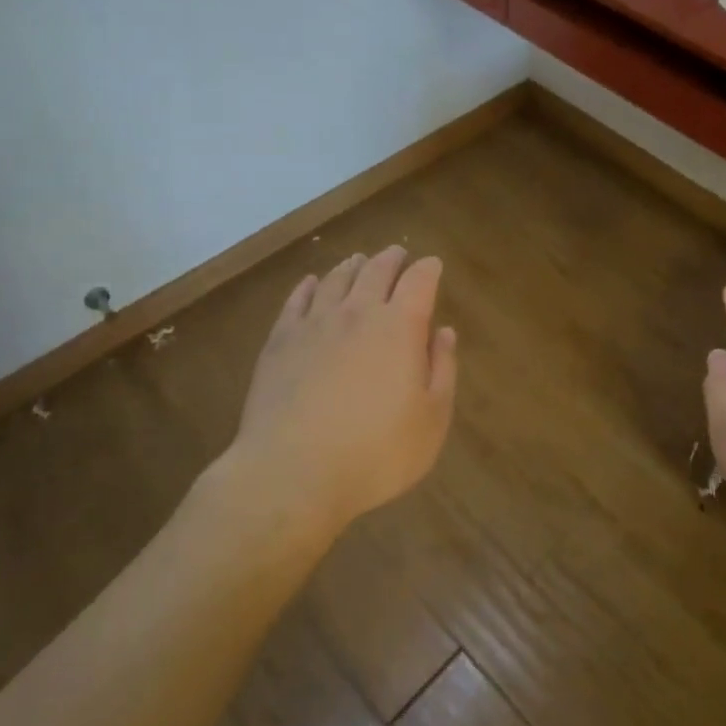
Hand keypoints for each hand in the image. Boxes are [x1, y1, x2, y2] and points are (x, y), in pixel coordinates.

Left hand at [226, 246, 457, 536]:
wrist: (293, 472)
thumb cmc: (375, 452)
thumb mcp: (431, 419)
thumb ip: (442, 369)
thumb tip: (444, 332)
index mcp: (400, 327)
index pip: (419, 281)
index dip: (428, 269)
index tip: (432, 264)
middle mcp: (358, 313)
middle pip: (377, 270)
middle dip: (391, 258)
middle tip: (398, 253)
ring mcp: (315, 323)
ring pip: (337, 279)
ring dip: (353, 266)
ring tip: (359, 260)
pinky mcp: (280, 341)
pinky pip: (298, 300)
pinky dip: (309, 286)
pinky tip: (312, 283)